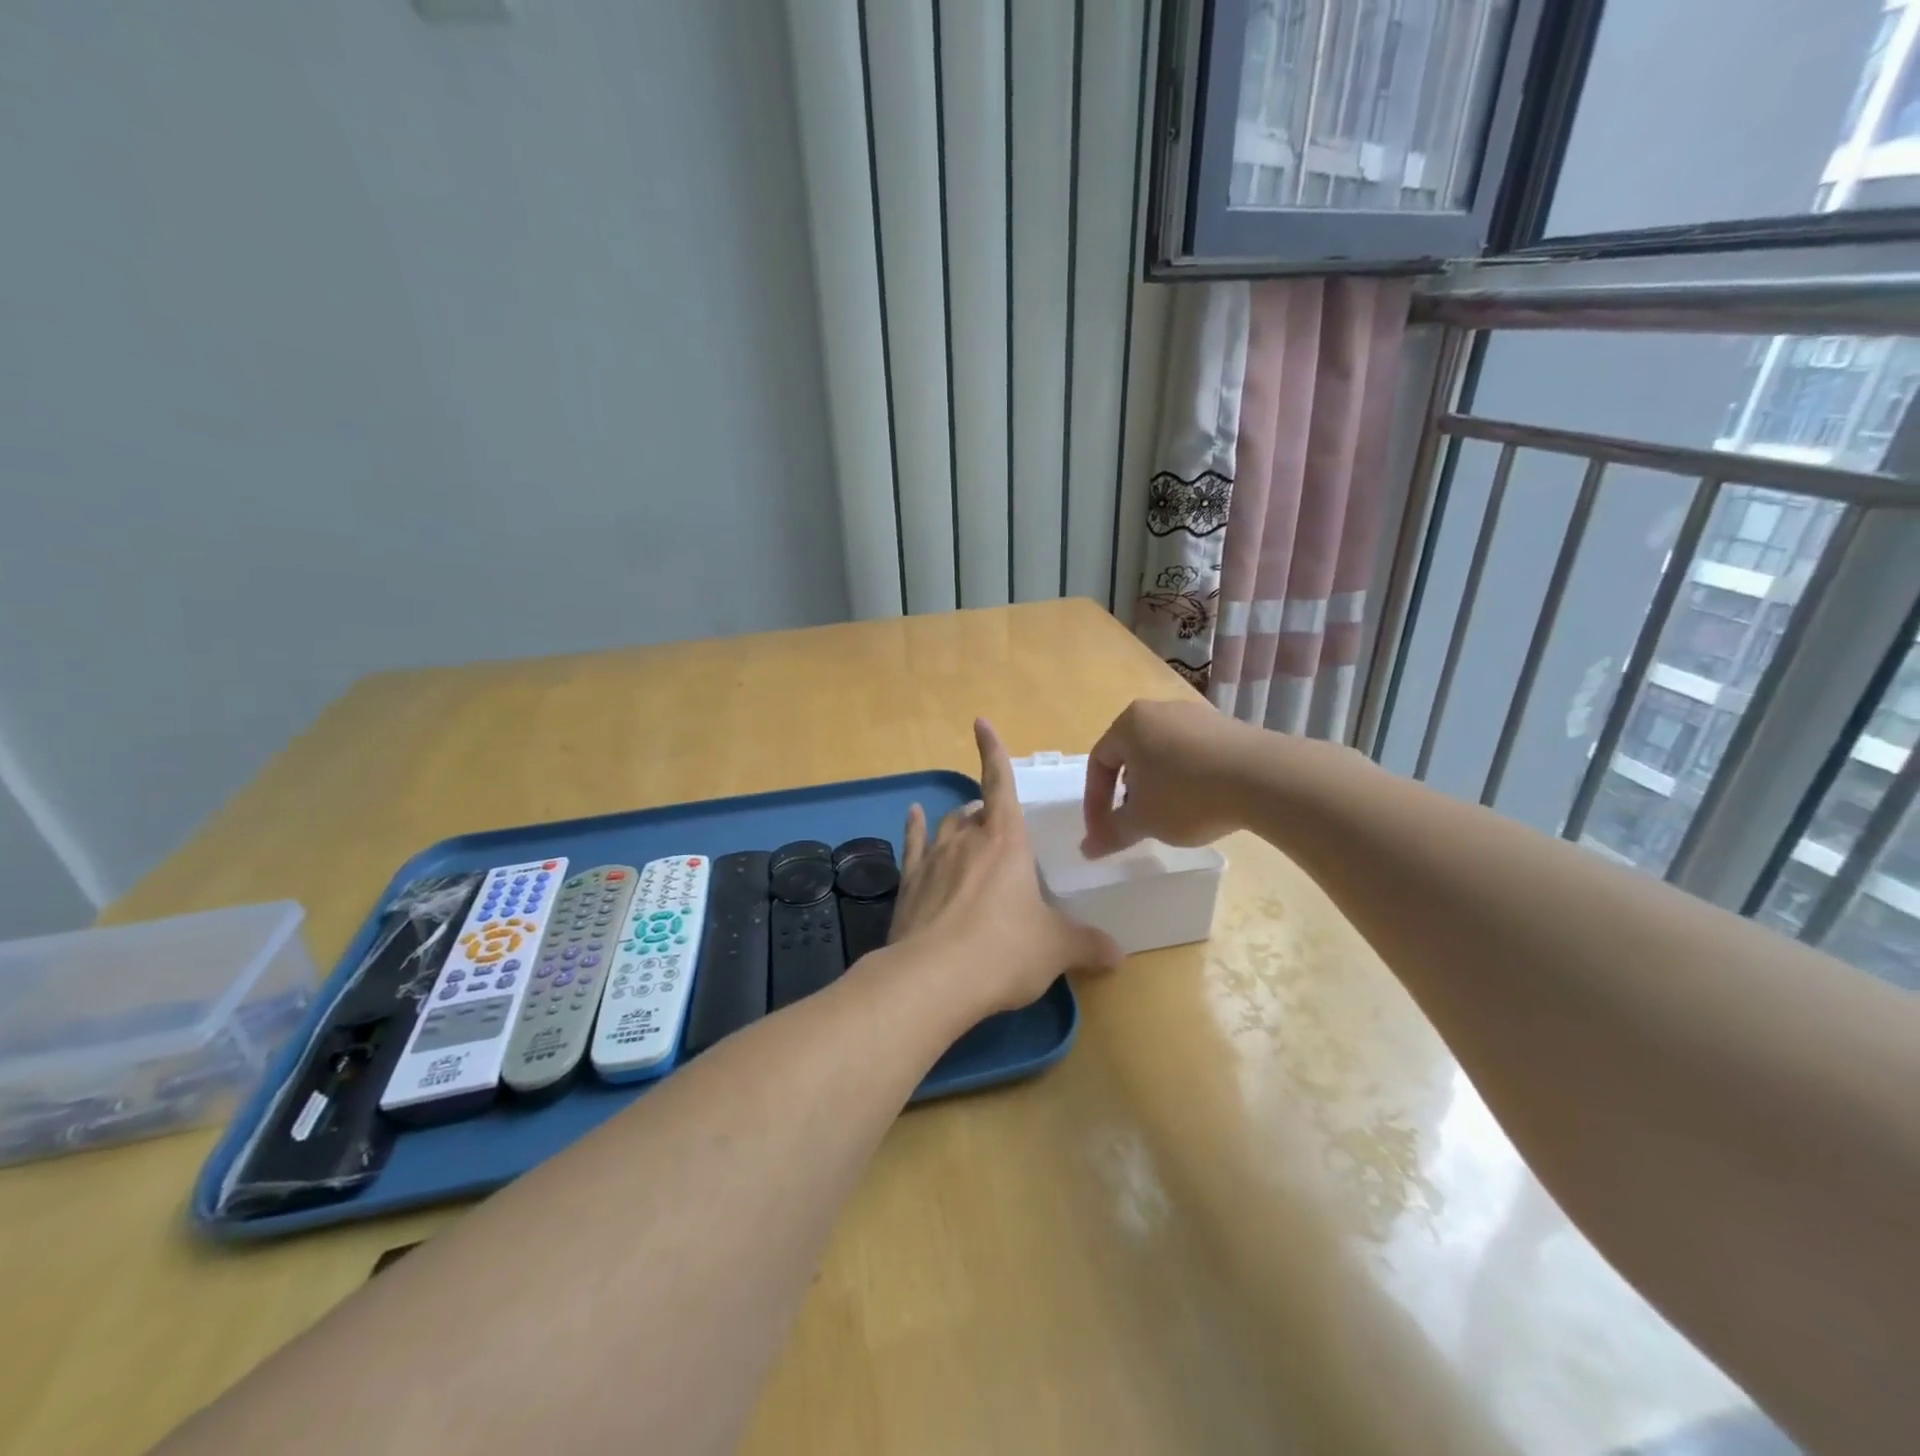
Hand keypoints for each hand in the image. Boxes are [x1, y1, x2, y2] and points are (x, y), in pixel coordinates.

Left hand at [889, 718, 1121, 1015]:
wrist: (934, 978)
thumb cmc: (1005, 951)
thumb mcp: (1056, 948)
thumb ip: (1087, 944)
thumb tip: (1118, 954)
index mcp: (1006, 842)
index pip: (1000, 784)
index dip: (993, 752)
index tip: (980, 723)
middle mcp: (967, 840)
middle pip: (976, 811)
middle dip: (987, 812)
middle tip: (1000, 830)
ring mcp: (933, 859)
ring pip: (946, 826)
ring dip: (959, 823)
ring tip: (967, 828)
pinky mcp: (909, 884)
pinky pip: (913, 844)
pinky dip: (915, 828)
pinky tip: (913, 815)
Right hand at [1081, 698, 1258, 856]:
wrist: (1266, 778)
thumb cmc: (1188, 794)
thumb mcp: (1144, 820)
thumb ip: (1112, 833)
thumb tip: (1087, 849)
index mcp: (1129, 723)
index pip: (1099, 763)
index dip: (1096, 803)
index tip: (1104, 834)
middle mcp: (1159, 710)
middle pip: (1131, 756)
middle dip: (1127, 794)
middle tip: (1134, 824)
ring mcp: (1196, 715)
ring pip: (1163, 754)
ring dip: (1157, 787)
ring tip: (1168, 817)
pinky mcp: (1228, 727)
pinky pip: (1194, 754)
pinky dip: (1187, 779)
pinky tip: (1201, 803)